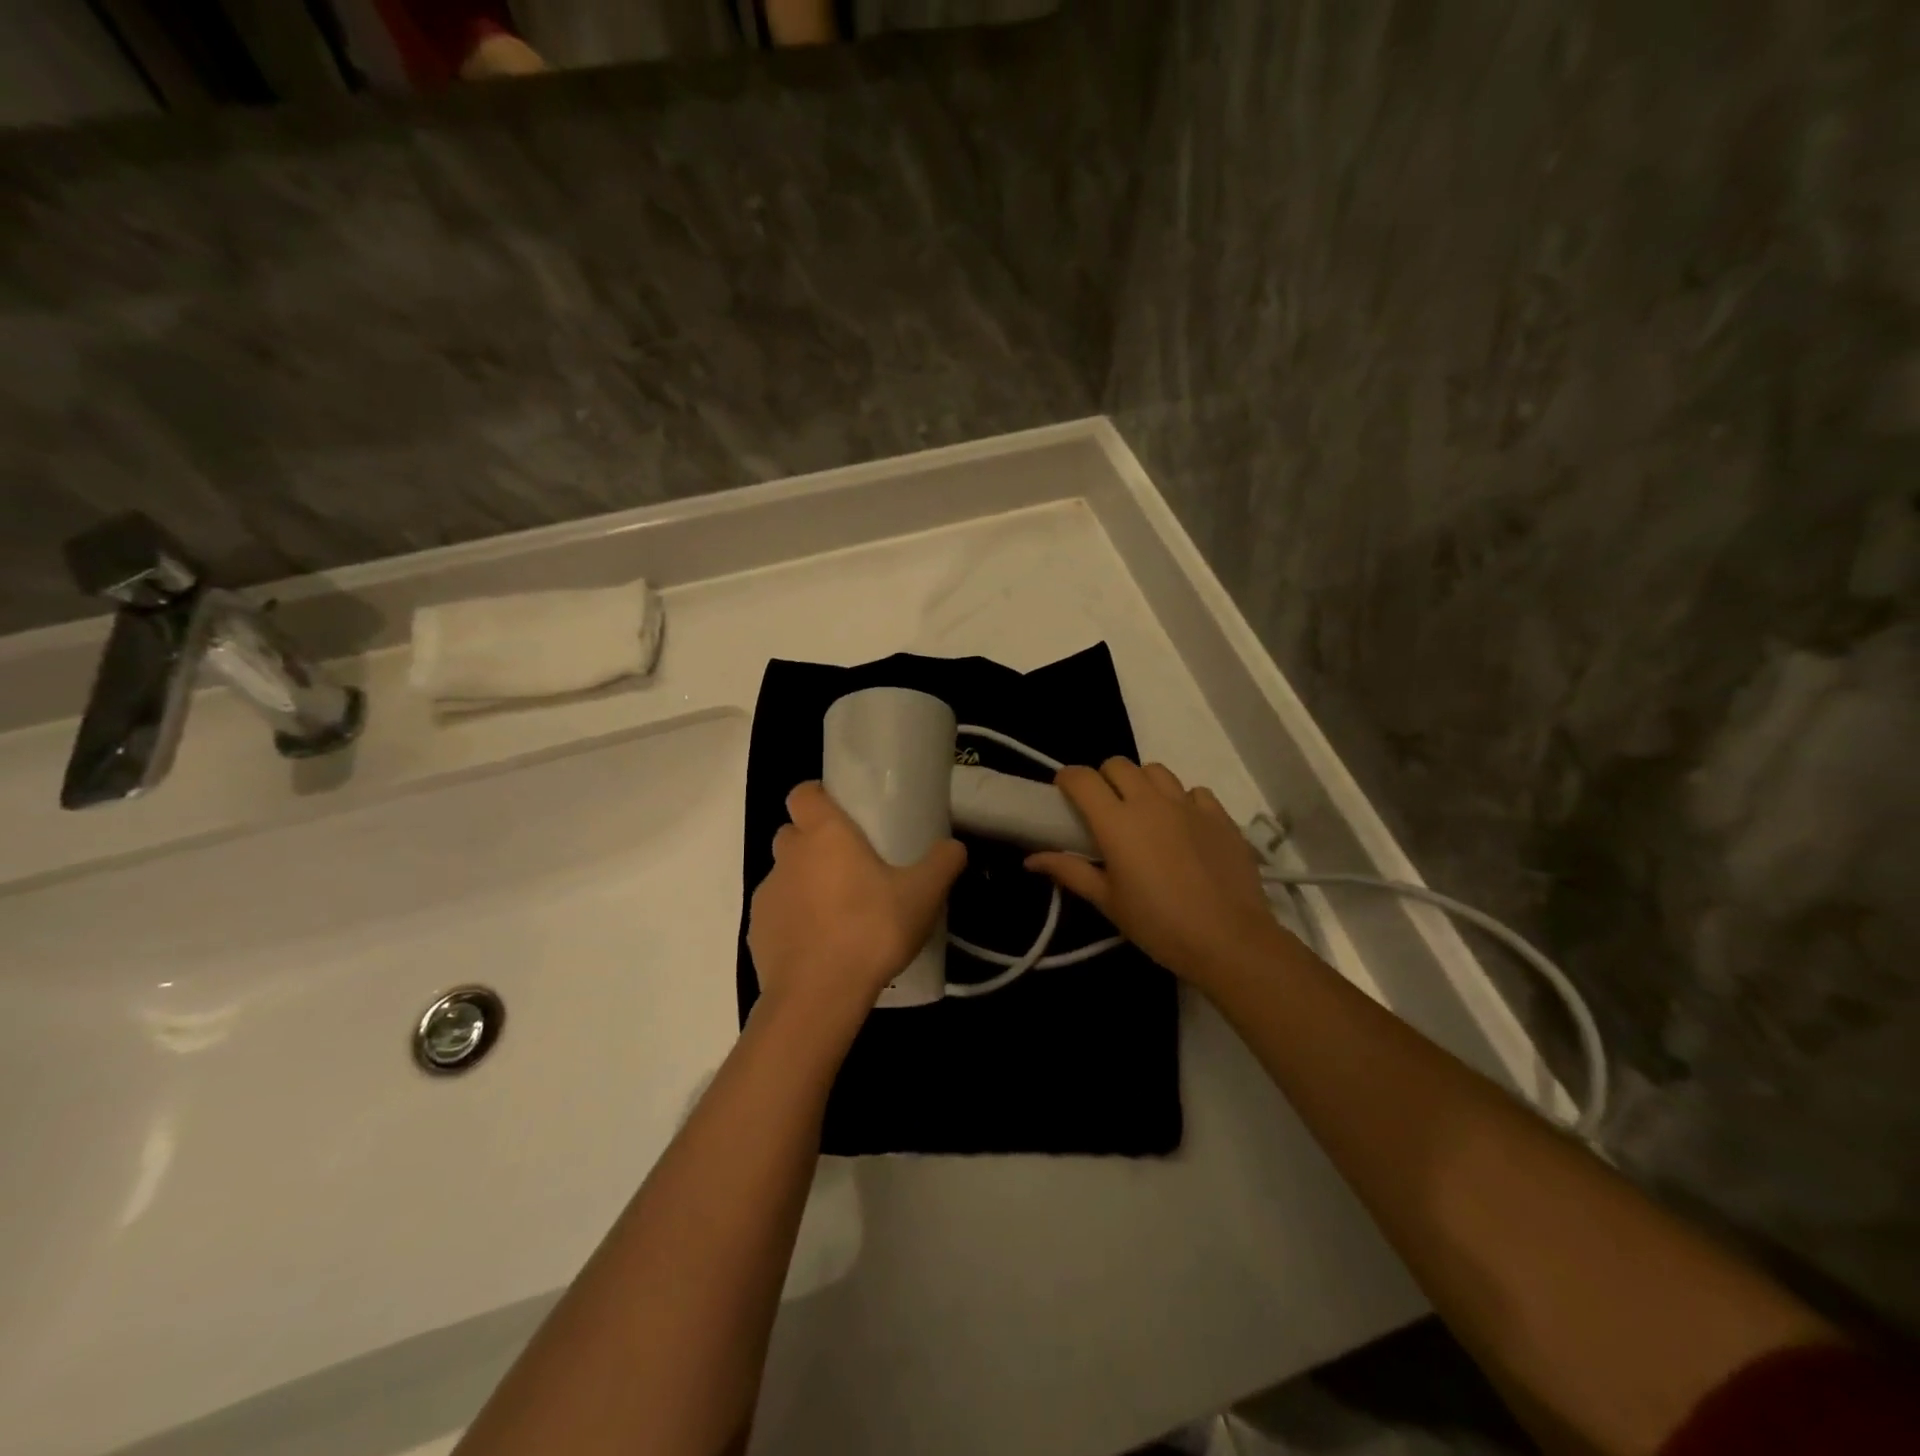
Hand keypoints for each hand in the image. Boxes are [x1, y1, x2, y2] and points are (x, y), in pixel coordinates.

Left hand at [749, 782, 966, 1034]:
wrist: (818, 996)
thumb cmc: (871, 929)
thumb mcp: (923, 894)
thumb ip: (942, 863)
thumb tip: (954, 846)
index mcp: (824, 834)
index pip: (804, 793)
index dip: (818, 797)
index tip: (840, 812)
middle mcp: (789, 856)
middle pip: (792, 834)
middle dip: (813, 843)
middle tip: (849, 866)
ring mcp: (767, 895)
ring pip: (784, 876)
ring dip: (804, 884)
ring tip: (838, 912)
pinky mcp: (756, 934)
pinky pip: (777, 915)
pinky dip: (793, 921)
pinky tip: (820, 946)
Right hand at [1026, 759, 1285, 991]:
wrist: (1229, 939)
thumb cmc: (1158, 924)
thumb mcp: (1107, 902)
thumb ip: (1070, 872)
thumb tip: (1031, 860)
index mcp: (1116, 822)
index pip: (1082, 779)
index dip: (1068, 779)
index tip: (1064, 794)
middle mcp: (1150, 802)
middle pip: (1118, 764)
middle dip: (1104, 778)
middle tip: (1104, 808)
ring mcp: (1188, 805)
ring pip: (1156, 771)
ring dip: (1142, 784)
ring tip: (1144, 813)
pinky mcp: (1219, 815)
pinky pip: (1195, 791)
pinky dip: (1182, 801)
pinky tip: (1183, 826)